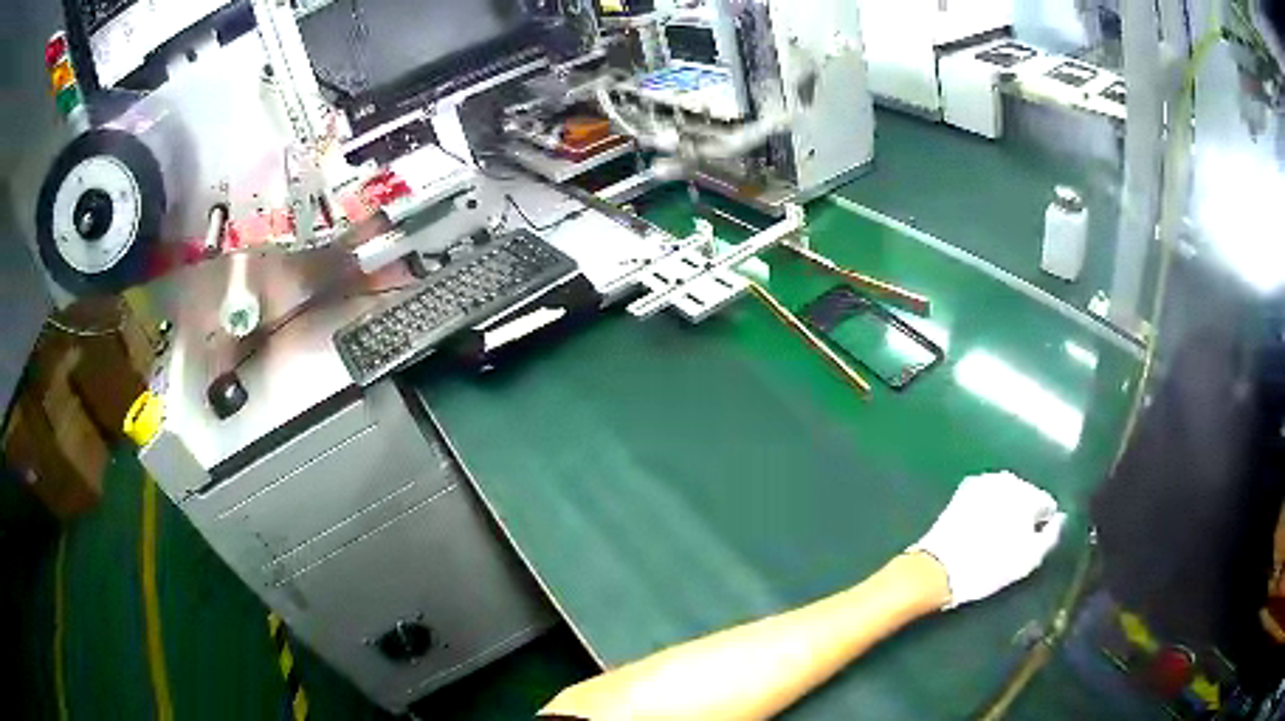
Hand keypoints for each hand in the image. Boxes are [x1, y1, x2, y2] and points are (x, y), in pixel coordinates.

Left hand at [908, 472, 1066, 608]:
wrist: (938, 569)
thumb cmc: (988, 567)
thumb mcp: (1029, 559)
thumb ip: (1051, 536)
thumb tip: (1060, 520)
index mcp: (1027, 493)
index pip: (1047, 505)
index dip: (1042, 527)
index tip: (1031, 545)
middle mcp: (1007, 479)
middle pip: (1026, 497)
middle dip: (1023, 515)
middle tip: (1012, 544)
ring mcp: (983, 482)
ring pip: (1005, 496)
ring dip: (1005, 511)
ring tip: (994, 539)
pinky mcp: (962, 491)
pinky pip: (986, 499)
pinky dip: (987, 510)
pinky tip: (979, 531)